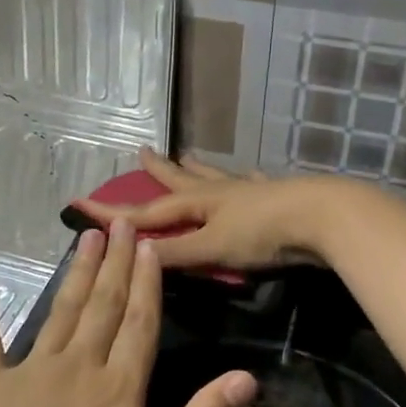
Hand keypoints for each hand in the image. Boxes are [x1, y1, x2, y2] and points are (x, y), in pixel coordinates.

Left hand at [0, 220, 257, 406]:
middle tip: (122, 222)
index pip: (141, 324)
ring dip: (77, 273)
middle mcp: (77, 367)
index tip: (151, 245)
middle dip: (116, 264)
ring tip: (88, 237)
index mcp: (119, 388)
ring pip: (60, 312)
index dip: (149, 283)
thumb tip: (246, 377)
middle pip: (103, 306)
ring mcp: (29, 373)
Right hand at [71, 148, 344, 271]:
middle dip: (160, 171)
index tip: (83, 204)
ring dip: (198, 169)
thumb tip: (131, 254)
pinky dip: (246, 178)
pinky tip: (252, 173)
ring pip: (216, 177)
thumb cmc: (263, 234)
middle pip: (181, 180)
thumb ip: (175, 254)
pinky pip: (254, 183)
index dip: (115, 212)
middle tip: (142, 152)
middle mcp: (219, 191)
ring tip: (188, 155)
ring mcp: (249, 190)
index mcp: (199, 203)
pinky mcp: (276, 195)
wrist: (322, 217)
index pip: (147, 211)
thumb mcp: (212, 248)